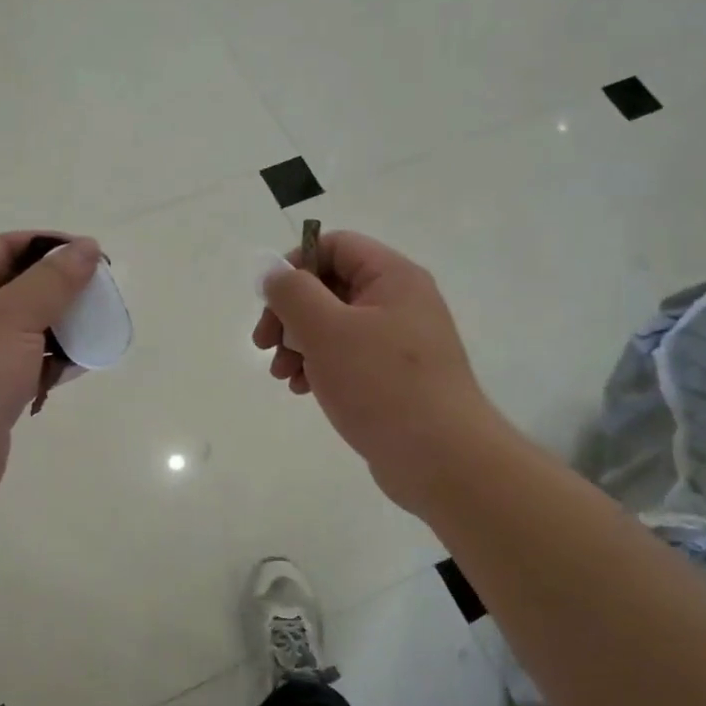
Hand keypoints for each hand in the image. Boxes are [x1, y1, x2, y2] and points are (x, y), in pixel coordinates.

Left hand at [0, 232, 101, 539]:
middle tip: (102, 296)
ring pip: (26, 327)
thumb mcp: (12, 317)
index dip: (49, 246)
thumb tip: (86, 246)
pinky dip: (52, 361)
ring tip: (98, 330)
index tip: (92, 257)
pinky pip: (27, 363)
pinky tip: (80, 366)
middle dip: (60, 289)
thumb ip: (53, 280)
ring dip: (61, 327)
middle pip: (18, 286)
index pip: (5, 247)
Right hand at [252, 231, 510, 516]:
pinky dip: (320, 367)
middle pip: (330, 287)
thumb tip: (274, 272)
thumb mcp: (326, 330)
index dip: (296, 265)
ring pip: (334, 326)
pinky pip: (348, 357)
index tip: (270, 301)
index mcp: (393, 278)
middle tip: (264, 344)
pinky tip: (303, 390)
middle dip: (291, 314)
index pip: (335, 246)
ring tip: (283, 375)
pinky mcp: (394, 377)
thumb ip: (293, 293)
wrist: (441, 459)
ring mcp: (399, 342)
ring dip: (299, 344)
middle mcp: (400, 302)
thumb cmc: (381, 385)